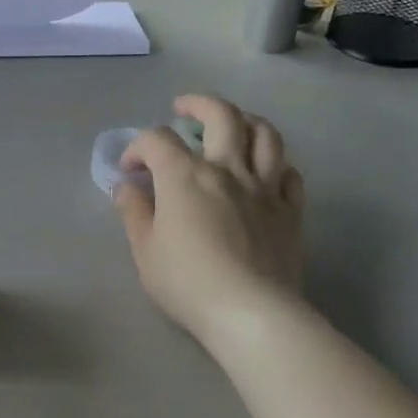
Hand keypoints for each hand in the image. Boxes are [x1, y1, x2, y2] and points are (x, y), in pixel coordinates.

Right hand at [114, 96, 304, 343]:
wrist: (251, 313)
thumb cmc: (188, 282)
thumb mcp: (145, 251)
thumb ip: (134, 212)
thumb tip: (127, 186)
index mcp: (185, 176)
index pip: (157, 140)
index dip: (138, 147)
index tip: (130, 170)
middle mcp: (227, 169)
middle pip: (221, 115)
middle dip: (198, 104)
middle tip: (184, 109)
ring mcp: (265, 187)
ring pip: (265, 134)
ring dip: (246, 121)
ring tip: (233, 126)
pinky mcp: (290, 211)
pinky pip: (289, 174)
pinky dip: (276, 165)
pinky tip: (265, 173)